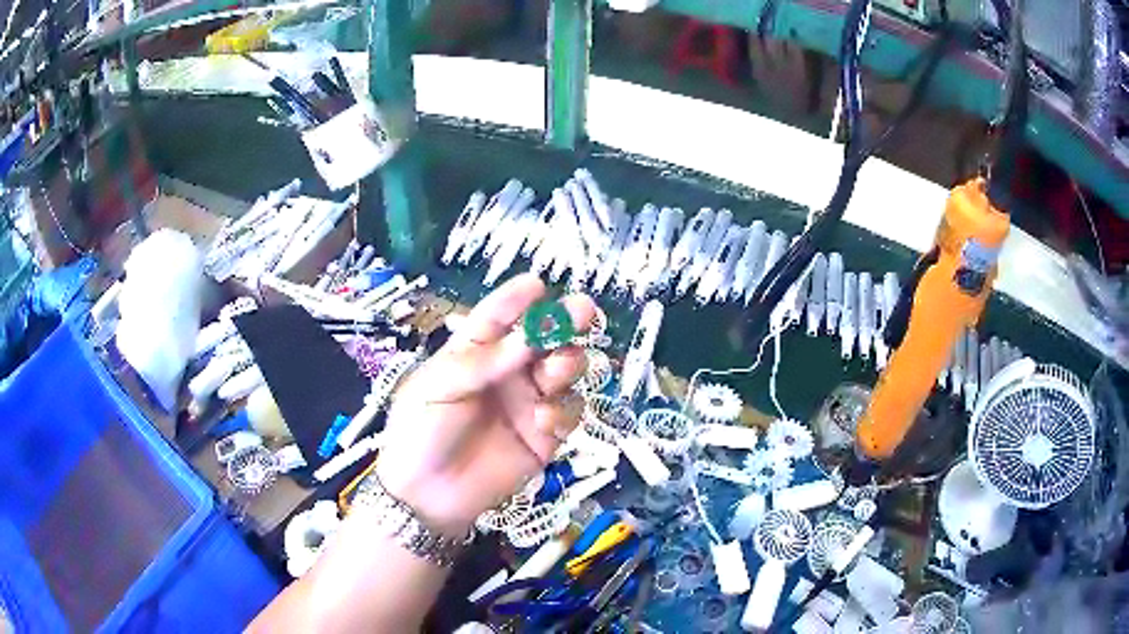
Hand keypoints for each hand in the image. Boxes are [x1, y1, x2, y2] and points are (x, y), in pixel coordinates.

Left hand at [375, 274, 595, 536]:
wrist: (428, 496)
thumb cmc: (420, 432)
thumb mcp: (437, 388)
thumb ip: (482, 363)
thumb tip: (526, 337)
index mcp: (473, 354)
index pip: (497, 318)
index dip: (517, 299)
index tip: (538, 284)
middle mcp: (506, 373)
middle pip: (543, 339)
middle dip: (564, 323)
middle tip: (582, 311)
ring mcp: (528, 403)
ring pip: (564, 371)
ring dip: (567, 362)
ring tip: (556, 368)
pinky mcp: (545, 436)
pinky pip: (568, 413)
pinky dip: (563, 411)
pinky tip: (543, 420)